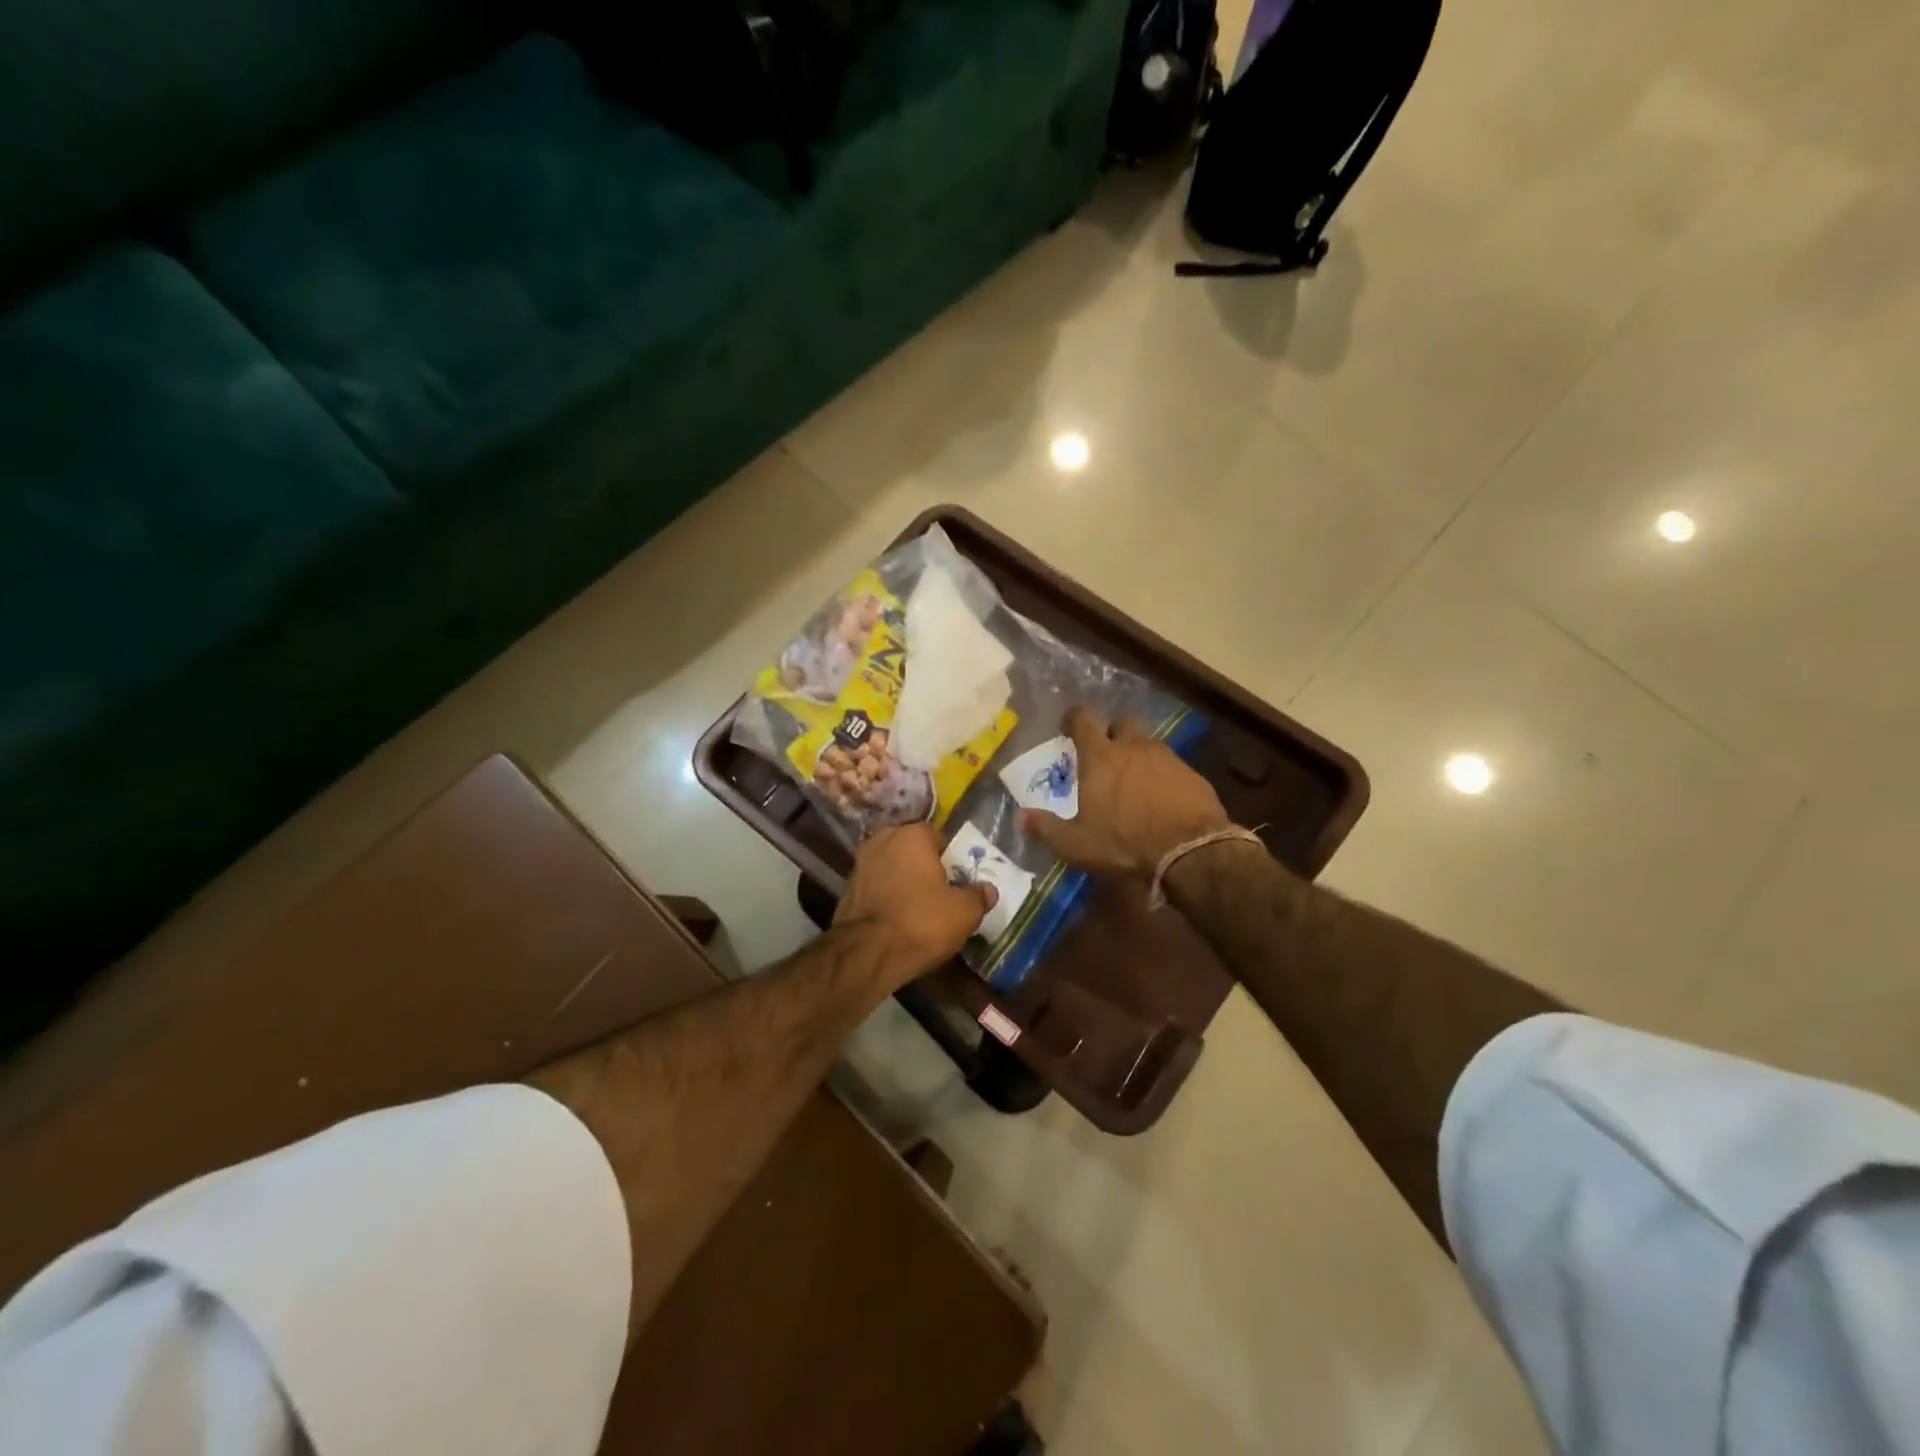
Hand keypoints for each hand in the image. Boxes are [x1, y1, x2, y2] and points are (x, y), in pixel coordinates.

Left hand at [832, 823, 996, 981]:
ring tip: (918, 910)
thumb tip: (988, 889)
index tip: (957, 882)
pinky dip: (886, 897)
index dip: (950, 859)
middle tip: (939, 895)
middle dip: (924, 867)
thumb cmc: (921, 922)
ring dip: (903, 882)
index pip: (937, 837)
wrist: (866, 954)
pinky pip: (876, 887)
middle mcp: (882, 840)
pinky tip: (896, 919)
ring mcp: (859, 864)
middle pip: (911, 851)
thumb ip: (978, 896)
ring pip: (891, 868)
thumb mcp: (964, 912)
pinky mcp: (846, 889)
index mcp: (911, 835)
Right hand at [1020, 706, 1230, 879]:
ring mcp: (1166, 757)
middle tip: (1105, 752)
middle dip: (1112, 731)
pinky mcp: (1191, 773)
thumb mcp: (1077, 844)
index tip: (1068, 726)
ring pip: (1148, 743)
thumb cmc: (1125, 843)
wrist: (1190, 850)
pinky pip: (1171, 764)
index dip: (1074, 717)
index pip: (1084, 719)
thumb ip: (1047, 828)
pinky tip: (1160, 797)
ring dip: (1137, 754)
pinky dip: (1161, 774)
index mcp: (1101, 757)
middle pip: (1121, 722)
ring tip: (1133, 779)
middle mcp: (1133, 747)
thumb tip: (1021, 816)